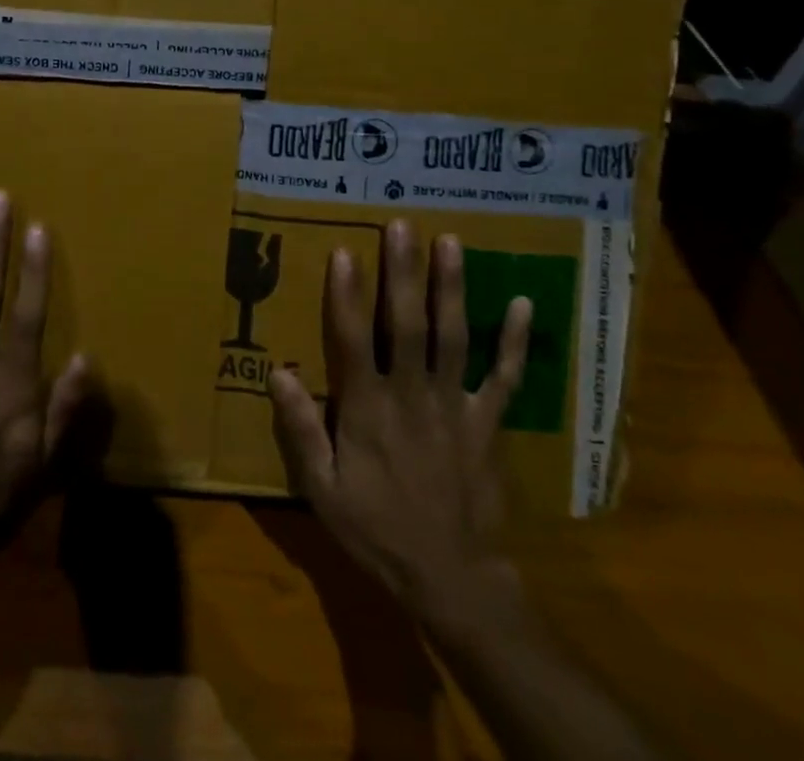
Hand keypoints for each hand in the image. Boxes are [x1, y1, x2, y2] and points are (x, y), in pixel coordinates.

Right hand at [269, 219, 532, 614]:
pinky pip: (504, 378)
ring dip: (452, 288)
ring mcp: (455, 405)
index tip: (345, 251)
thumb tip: (278, 371)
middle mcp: (412, 394)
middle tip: (403, 225)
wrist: (452, 578)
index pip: (353, 340)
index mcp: (368, 408)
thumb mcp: (323, 490)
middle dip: (404, 273)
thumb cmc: (378, 530)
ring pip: (454, 337)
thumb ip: (301, 430)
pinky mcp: (488, 422)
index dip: (347, 294)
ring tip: (451, 243)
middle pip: (408, 324)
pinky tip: (525, 304)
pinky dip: (515, 342)